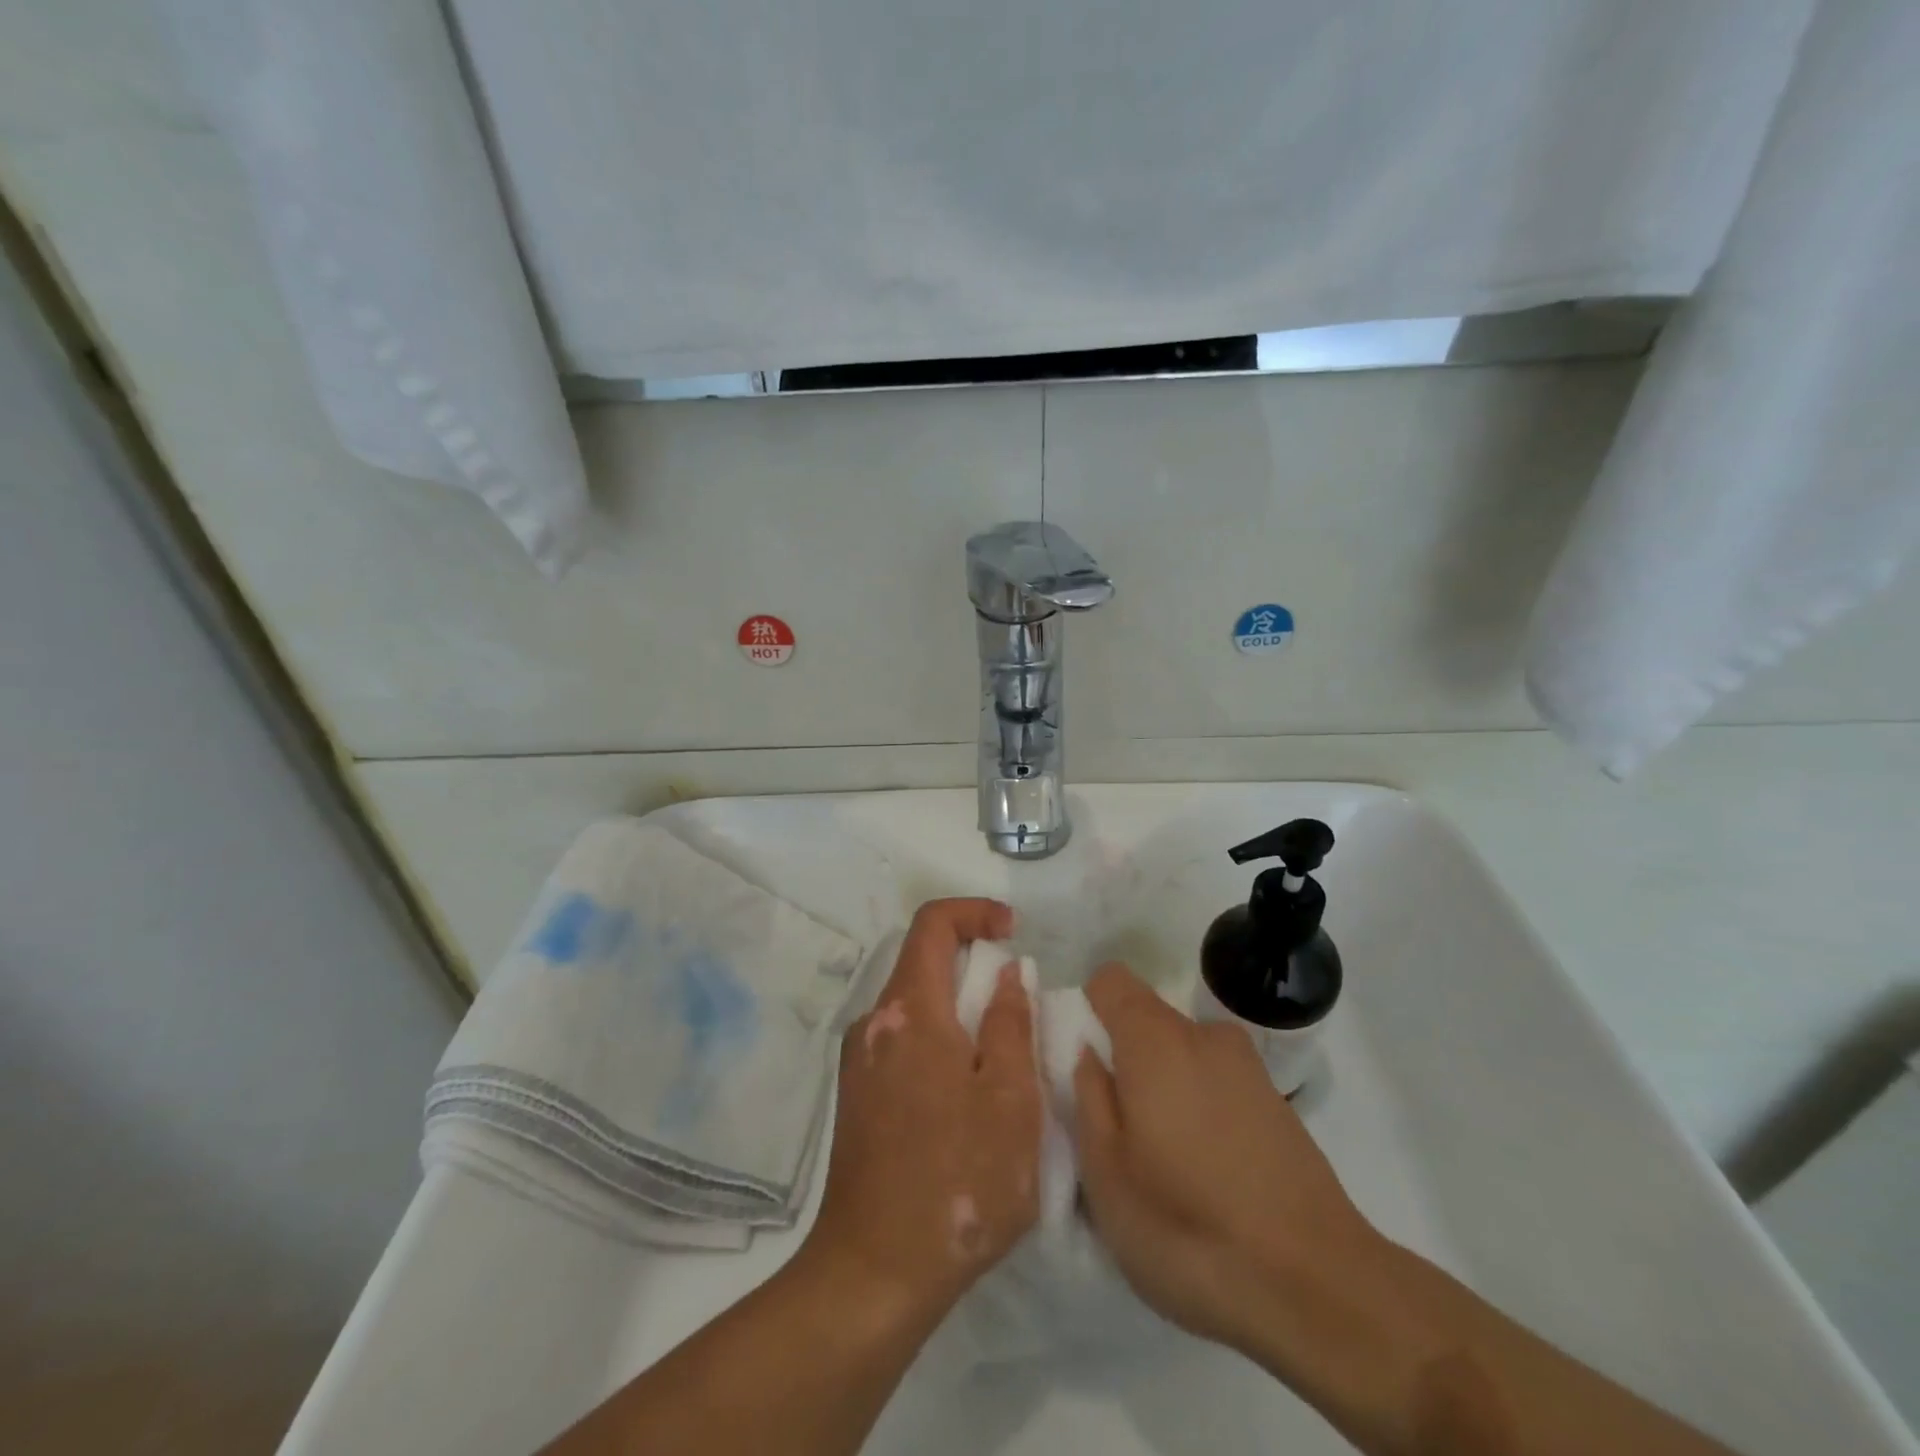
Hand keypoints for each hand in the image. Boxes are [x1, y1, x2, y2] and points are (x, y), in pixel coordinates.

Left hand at [802, 899, 1043, 1327]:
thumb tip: (1006, 973)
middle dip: (974, 967)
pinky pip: (904, 1042)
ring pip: (915, 1006)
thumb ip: (1010, 1023)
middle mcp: (874, 1023)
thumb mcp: (1010, 1099)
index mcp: (908, 1011)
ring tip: (1001, 1063)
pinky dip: (939, 1042)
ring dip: (959, 1011)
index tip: (1013, 932)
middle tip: (1019, 1006)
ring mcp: (859, 1062)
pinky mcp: (857, 1096)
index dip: (975, 911)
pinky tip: (966, 1099)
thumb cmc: (957, 1181)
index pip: (933, 923)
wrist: (874, 1273)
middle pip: (923, 963)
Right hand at [1073, 964, 1380, 1353]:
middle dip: (1124, 1061)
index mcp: (1156, 1040)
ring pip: (1182, 1057)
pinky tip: (1209, 1177)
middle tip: (1120, 1133)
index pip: (1110, 980)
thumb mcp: (1106, 1173)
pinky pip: (1216, 1084)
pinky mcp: (1277, 1103)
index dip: (1087, 1012)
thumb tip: (1088, 1053)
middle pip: (1146, 1021)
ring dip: (1164, 1089)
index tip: (1084, 1068)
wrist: (1318, 1289)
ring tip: (1166, 1165)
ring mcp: (1248, 1067)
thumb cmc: (1188, 1227)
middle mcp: (1204, 1036)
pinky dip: (1200, 1110)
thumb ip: (1088, 1097)